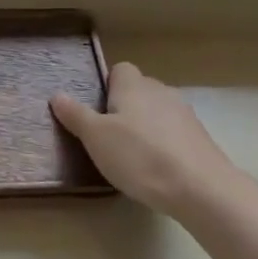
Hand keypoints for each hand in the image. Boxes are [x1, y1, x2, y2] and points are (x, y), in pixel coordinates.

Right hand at [51, 62, 248, 218]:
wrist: (200, 188)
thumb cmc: (139, 156)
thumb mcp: (95, 137)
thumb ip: (75, 115)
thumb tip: (57, 95)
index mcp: (134, 86)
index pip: (120, 69)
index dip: (107, 85)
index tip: (97, 109)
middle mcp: (161, 91)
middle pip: (139, 90)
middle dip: (124, 107)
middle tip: (107, 136)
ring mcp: (185, 114)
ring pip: (157, 112)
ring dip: (145, 127)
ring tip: (131, 155)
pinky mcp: (200, 138)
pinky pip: (173, 133)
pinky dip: (163, 144)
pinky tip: (156, 168)